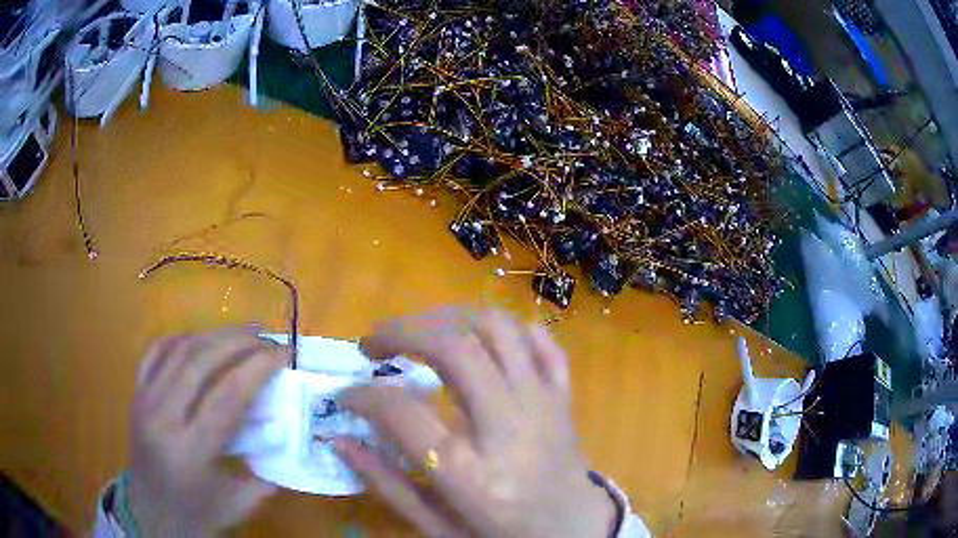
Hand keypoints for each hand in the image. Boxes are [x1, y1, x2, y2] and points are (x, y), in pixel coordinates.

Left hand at [125, 327, 287, 535]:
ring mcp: (144, 400)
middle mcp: (162, 418)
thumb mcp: (241, 503)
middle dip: (239, 341)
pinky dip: (183, 338)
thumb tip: (288, 431)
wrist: (152, 513)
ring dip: (214, 334)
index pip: (228, 397)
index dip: (259, 368)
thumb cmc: (198, 513)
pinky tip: (201, 340)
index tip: (285, 354)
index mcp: (191, 451)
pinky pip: (157, 351)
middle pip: (201, 361)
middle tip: (268, 337)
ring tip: (242, 333)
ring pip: (179, 349)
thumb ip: (268, 469)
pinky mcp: (137, 392)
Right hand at [338, 308, 616, 537]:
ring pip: (499, 329)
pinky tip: (480, 340)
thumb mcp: (438, 527)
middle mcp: (509, 429)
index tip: (346, 394)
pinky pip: (542, 341)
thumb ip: (388, 485)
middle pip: (456, 349)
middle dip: (403, 331)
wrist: (575, 533)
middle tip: (373, 343)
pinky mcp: (563, 397)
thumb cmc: (503, 536)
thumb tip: (338, 441)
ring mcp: (544, 405)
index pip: (403, 413)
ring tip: (419, 332)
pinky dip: (508, 329)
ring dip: (449, 317)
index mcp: (471, 475)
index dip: (362, 395)